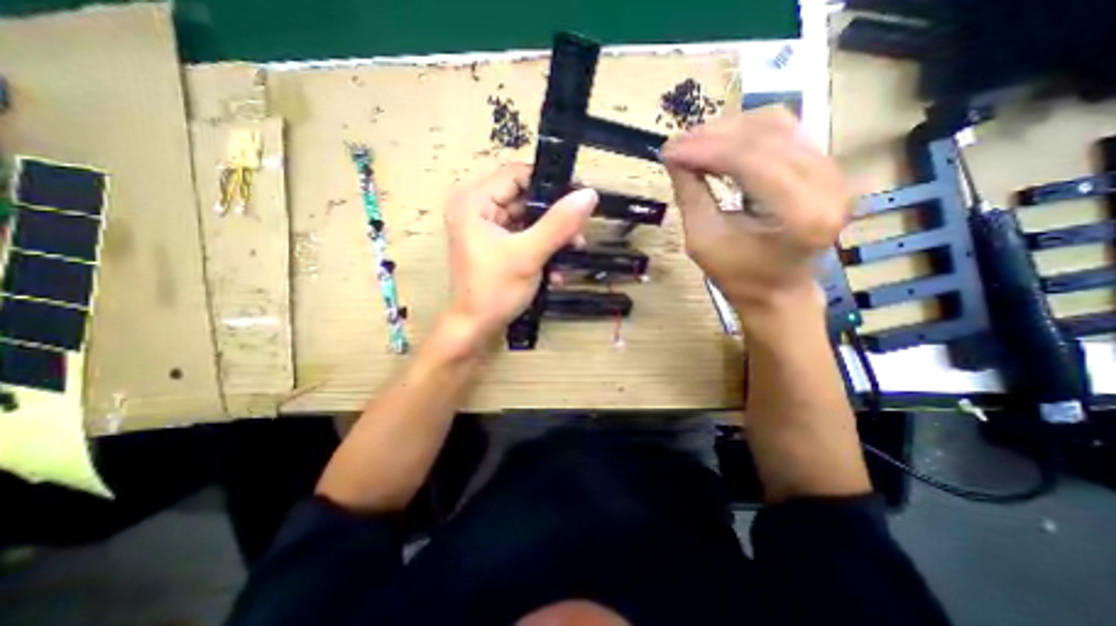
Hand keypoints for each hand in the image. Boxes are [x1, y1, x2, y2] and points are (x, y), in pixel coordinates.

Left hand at [447, 161, 600, 347]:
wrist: (476, 329)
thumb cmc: (495, 291)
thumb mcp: (528, 255)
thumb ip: (559, 224)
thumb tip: (589, 194)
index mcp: (474, 201)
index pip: (518, 175)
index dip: (550, 184)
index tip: (579, 200)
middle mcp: (478, 208)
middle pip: (526, 198)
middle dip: (555, 218)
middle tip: (579, 234)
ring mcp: (487, 228)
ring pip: (529, 220)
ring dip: (553, 237)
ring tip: (573, 253)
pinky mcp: (496, 245)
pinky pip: (525, 237)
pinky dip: (542, 249)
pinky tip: (555, 270)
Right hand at [661, 104, 856, 319]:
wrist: (778, 292)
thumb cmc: (738, 275)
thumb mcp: (703, 240)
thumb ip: (690, 194)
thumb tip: (672, 156)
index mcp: (799, 213)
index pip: (751, 160)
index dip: (706, 149)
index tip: (669, 149)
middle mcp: (828, 185)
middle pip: (767, 135)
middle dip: (714, 135)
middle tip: (676, 144)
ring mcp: (834, 173)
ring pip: (778, 125)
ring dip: (730, 129)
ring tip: (694, 142)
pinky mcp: (828, 168)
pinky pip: (786, 133)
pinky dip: (748, 133)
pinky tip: (720, 143)